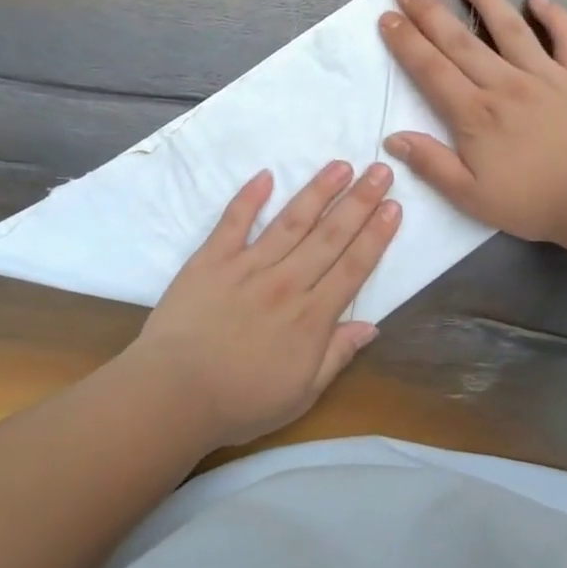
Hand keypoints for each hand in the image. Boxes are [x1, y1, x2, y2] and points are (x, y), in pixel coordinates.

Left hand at [126, 160, 401, 448]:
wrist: (173, 395)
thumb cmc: (240, 402)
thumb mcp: (301, 394)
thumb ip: (337, 356)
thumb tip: (371, 326)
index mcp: (311, 317)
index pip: (353, 267)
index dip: (376, 235)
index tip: (393, 207)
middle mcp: (286, 282)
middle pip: (330, 235)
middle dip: (359, 201)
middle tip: (380, 170)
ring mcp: (248, 266)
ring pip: (291, 221)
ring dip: (318, 191)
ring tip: (340, 165)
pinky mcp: (211, 260)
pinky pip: (233, 222)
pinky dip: (249, 197)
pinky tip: (266, 175)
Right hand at [378, 0, 566, 242]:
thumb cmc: (532, 202)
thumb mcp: (471, 197)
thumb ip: (431, 164)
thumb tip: (394, 137)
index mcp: (475, 114)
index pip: (431, 70)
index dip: (406, 43)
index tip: (388, 17)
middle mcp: (505, 84)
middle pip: (460, 41)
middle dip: (429, 12)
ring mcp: (546, 75)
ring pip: (509, 28)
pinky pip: (566, 37)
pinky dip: (553, 15)